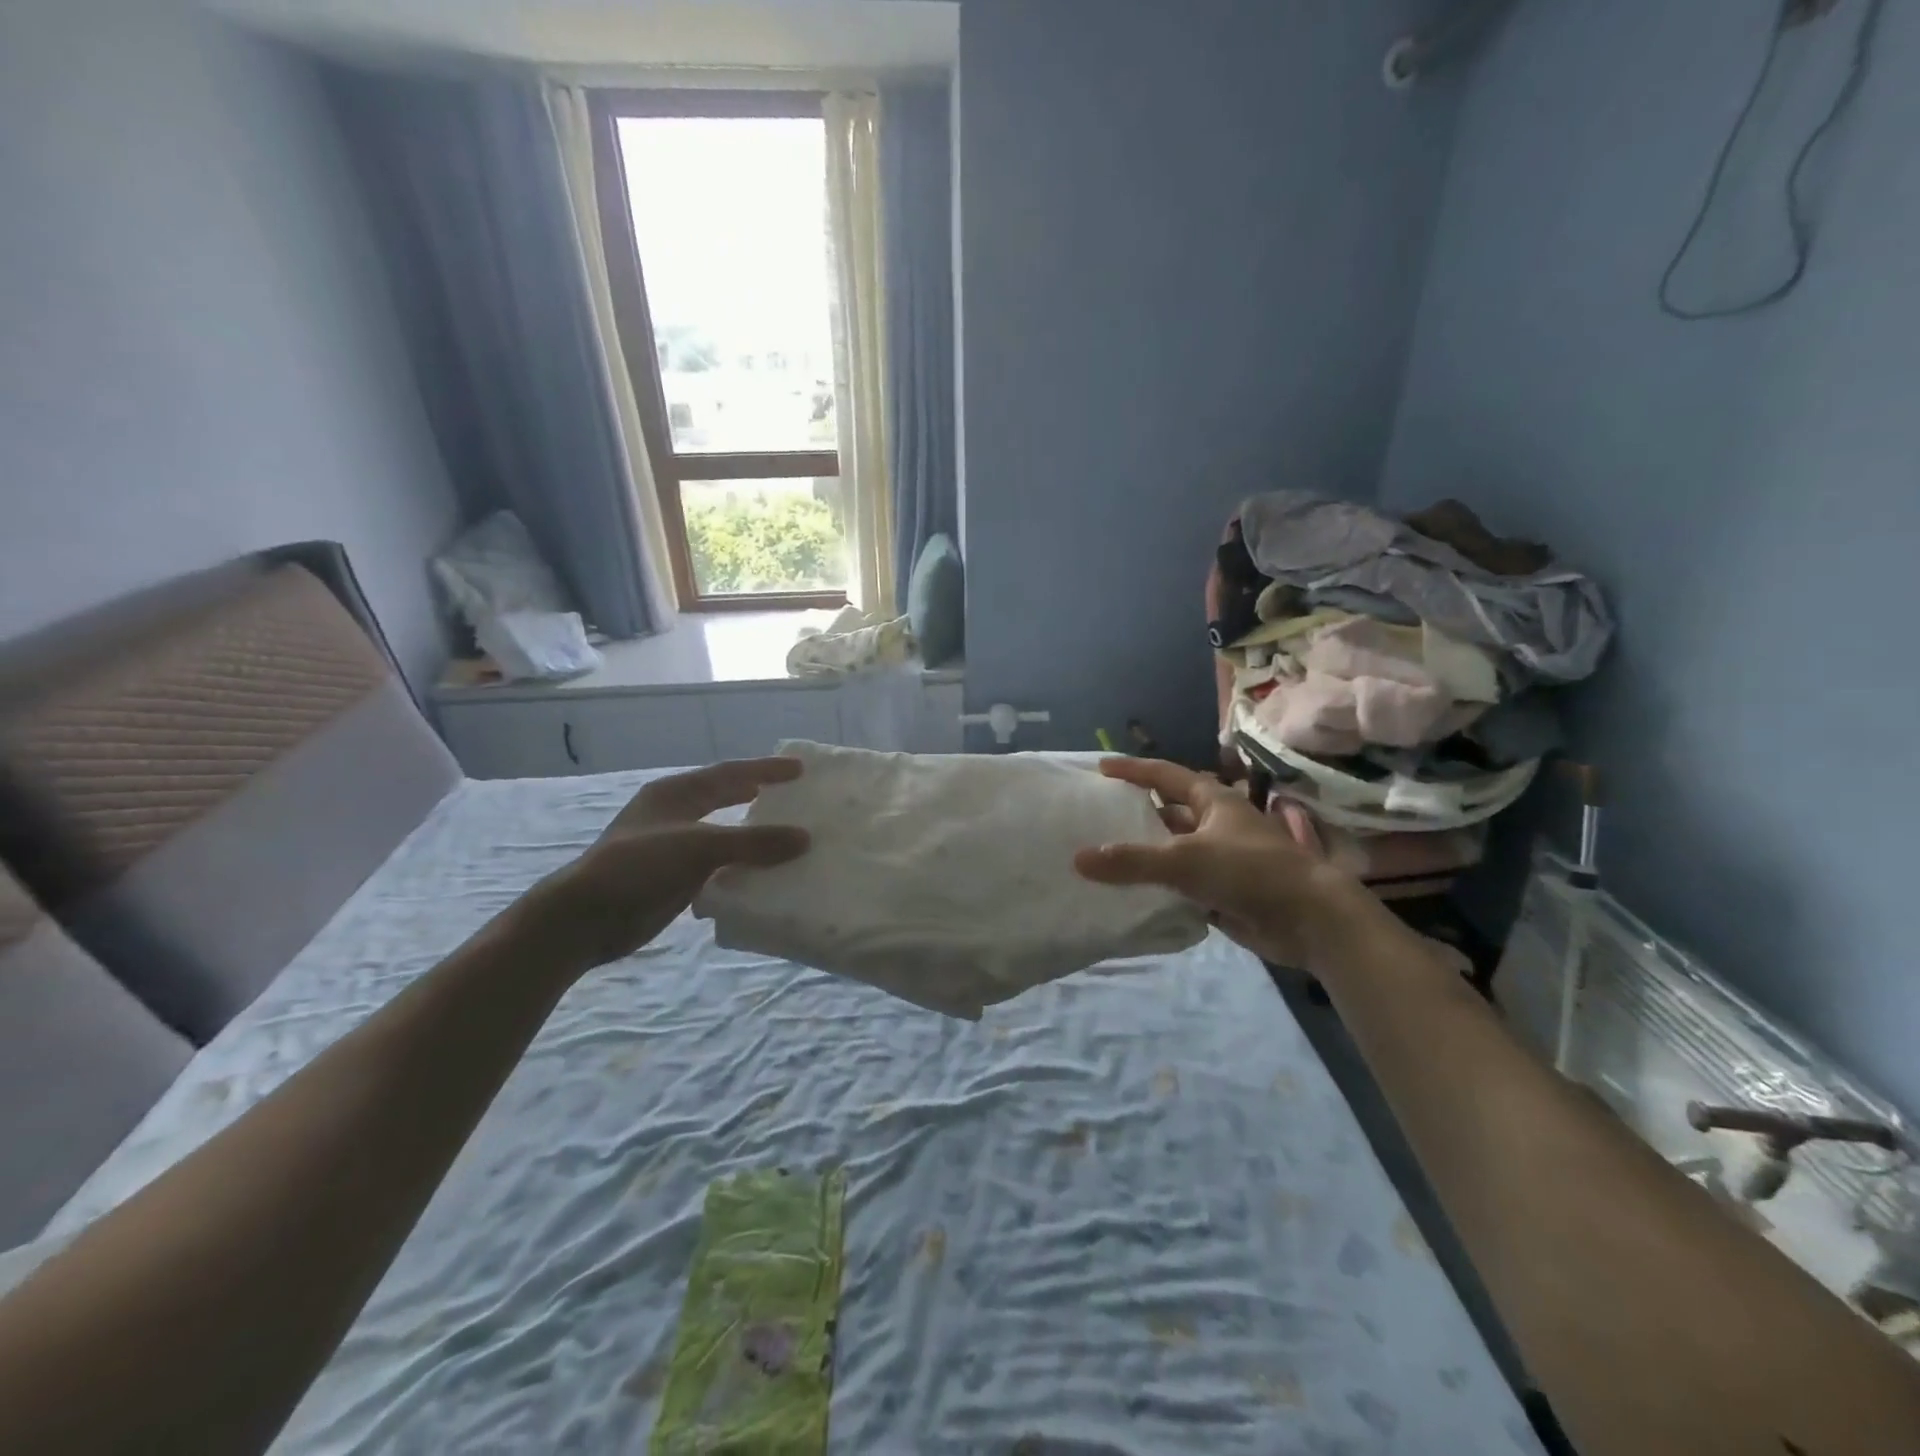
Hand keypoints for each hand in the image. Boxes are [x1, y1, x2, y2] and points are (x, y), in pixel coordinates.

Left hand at [531, 758, 809, 970]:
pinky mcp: (674, 878)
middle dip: (758, 795)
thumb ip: (753, 842)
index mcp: (676, 794)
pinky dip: (742, 866)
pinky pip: (719, 865)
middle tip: (795, 796)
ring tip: (789, 835)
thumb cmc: (638, 867)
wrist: (585, 918)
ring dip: (753, 835)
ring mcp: (673, 847)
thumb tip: (805, 838)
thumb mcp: (699, 847)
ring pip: (724, 833)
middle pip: (725, 798)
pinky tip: (764, 874)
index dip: (766, 769)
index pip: (730, 773)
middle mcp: (675, 815)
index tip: (800, 770)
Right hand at [1073, 757, 1385, 972]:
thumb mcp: (1185, 860)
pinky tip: (1130, 894)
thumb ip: (1132, 861)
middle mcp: (1216, 825)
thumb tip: (1078, 858)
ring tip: (1104, 857)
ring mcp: (1221, 860)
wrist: (1310, 919)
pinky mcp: (1223, 892)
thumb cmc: (1250, 871)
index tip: (1100, 769)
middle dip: (1136, 814)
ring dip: (1146, 854)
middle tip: (1097, 817)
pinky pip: (1181, 886)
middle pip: (1168, 813)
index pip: (1165, 775)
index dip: (1133, 770)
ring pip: (1174, 852)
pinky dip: (1158, 888)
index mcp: (1213, 801)